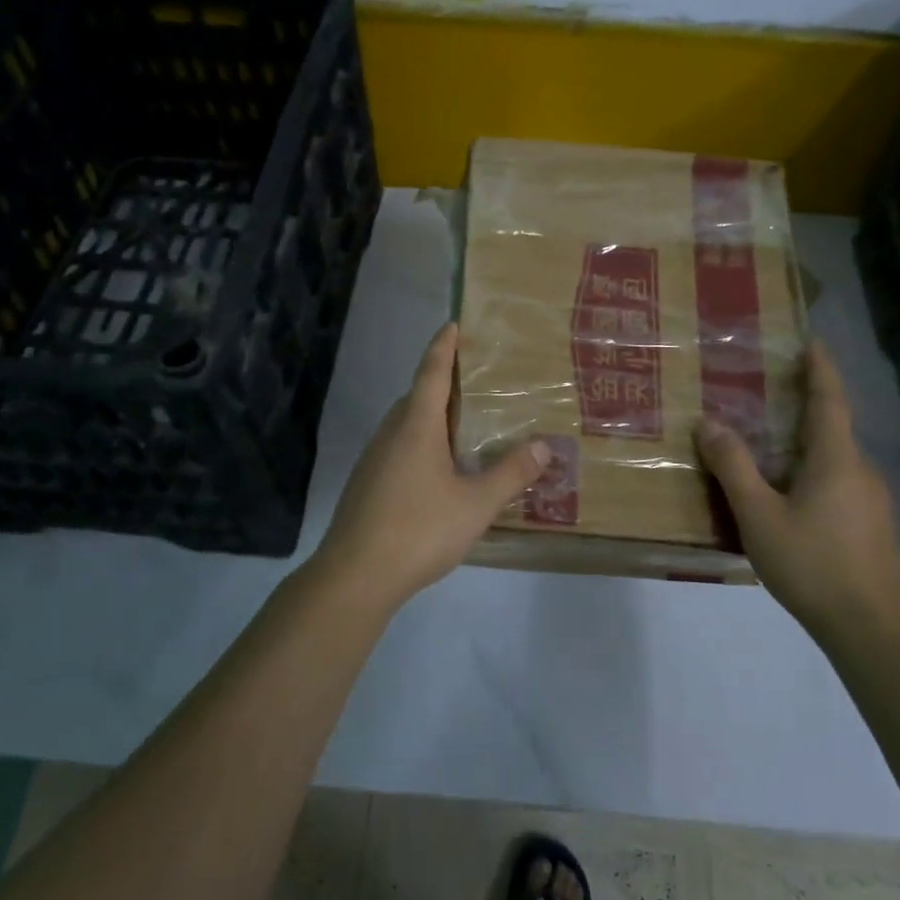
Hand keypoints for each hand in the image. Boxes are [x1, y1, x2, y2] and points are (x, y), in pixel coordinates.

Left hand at [308, 323, 548, 612]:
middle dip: (443, 383)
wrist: (355, 575)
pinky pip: (400, 448)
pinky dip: (422, 444)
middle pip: (418, 396)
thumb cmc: (418, 529)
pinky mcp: (368, 484)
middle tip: (477, 382)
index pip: (431, 372)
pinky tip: (441, 471)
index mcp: (416, 426)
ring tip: (466, 425)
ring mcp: (375, 459)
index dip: (443, 346)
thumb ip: (511, 474)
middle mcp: (391, 433)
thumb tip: (545, 446)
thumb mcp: (476, 504)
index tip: (453, 324)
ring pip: (407, 425)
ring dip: (432, 417)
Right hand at [695, 341, 899, 642]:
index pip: (829, 399)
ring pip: (832, 457)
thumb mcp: (759, 516)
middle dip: (803, 403)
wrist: (870, 629)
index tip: (809, 340)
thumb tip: (708, 423)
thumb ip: (733, 467)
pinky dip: (810, 469)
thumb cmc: (812, 565)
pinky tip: (786, 492)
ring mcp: (870, 500)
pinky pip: (836, 481)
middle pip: (831, 425)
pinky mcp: (870, 526)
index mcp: (835, 459)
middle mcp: (859, 470)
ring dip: (803, 440)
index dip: (819, 367)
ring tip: (766, 440)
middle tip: (766, 389)